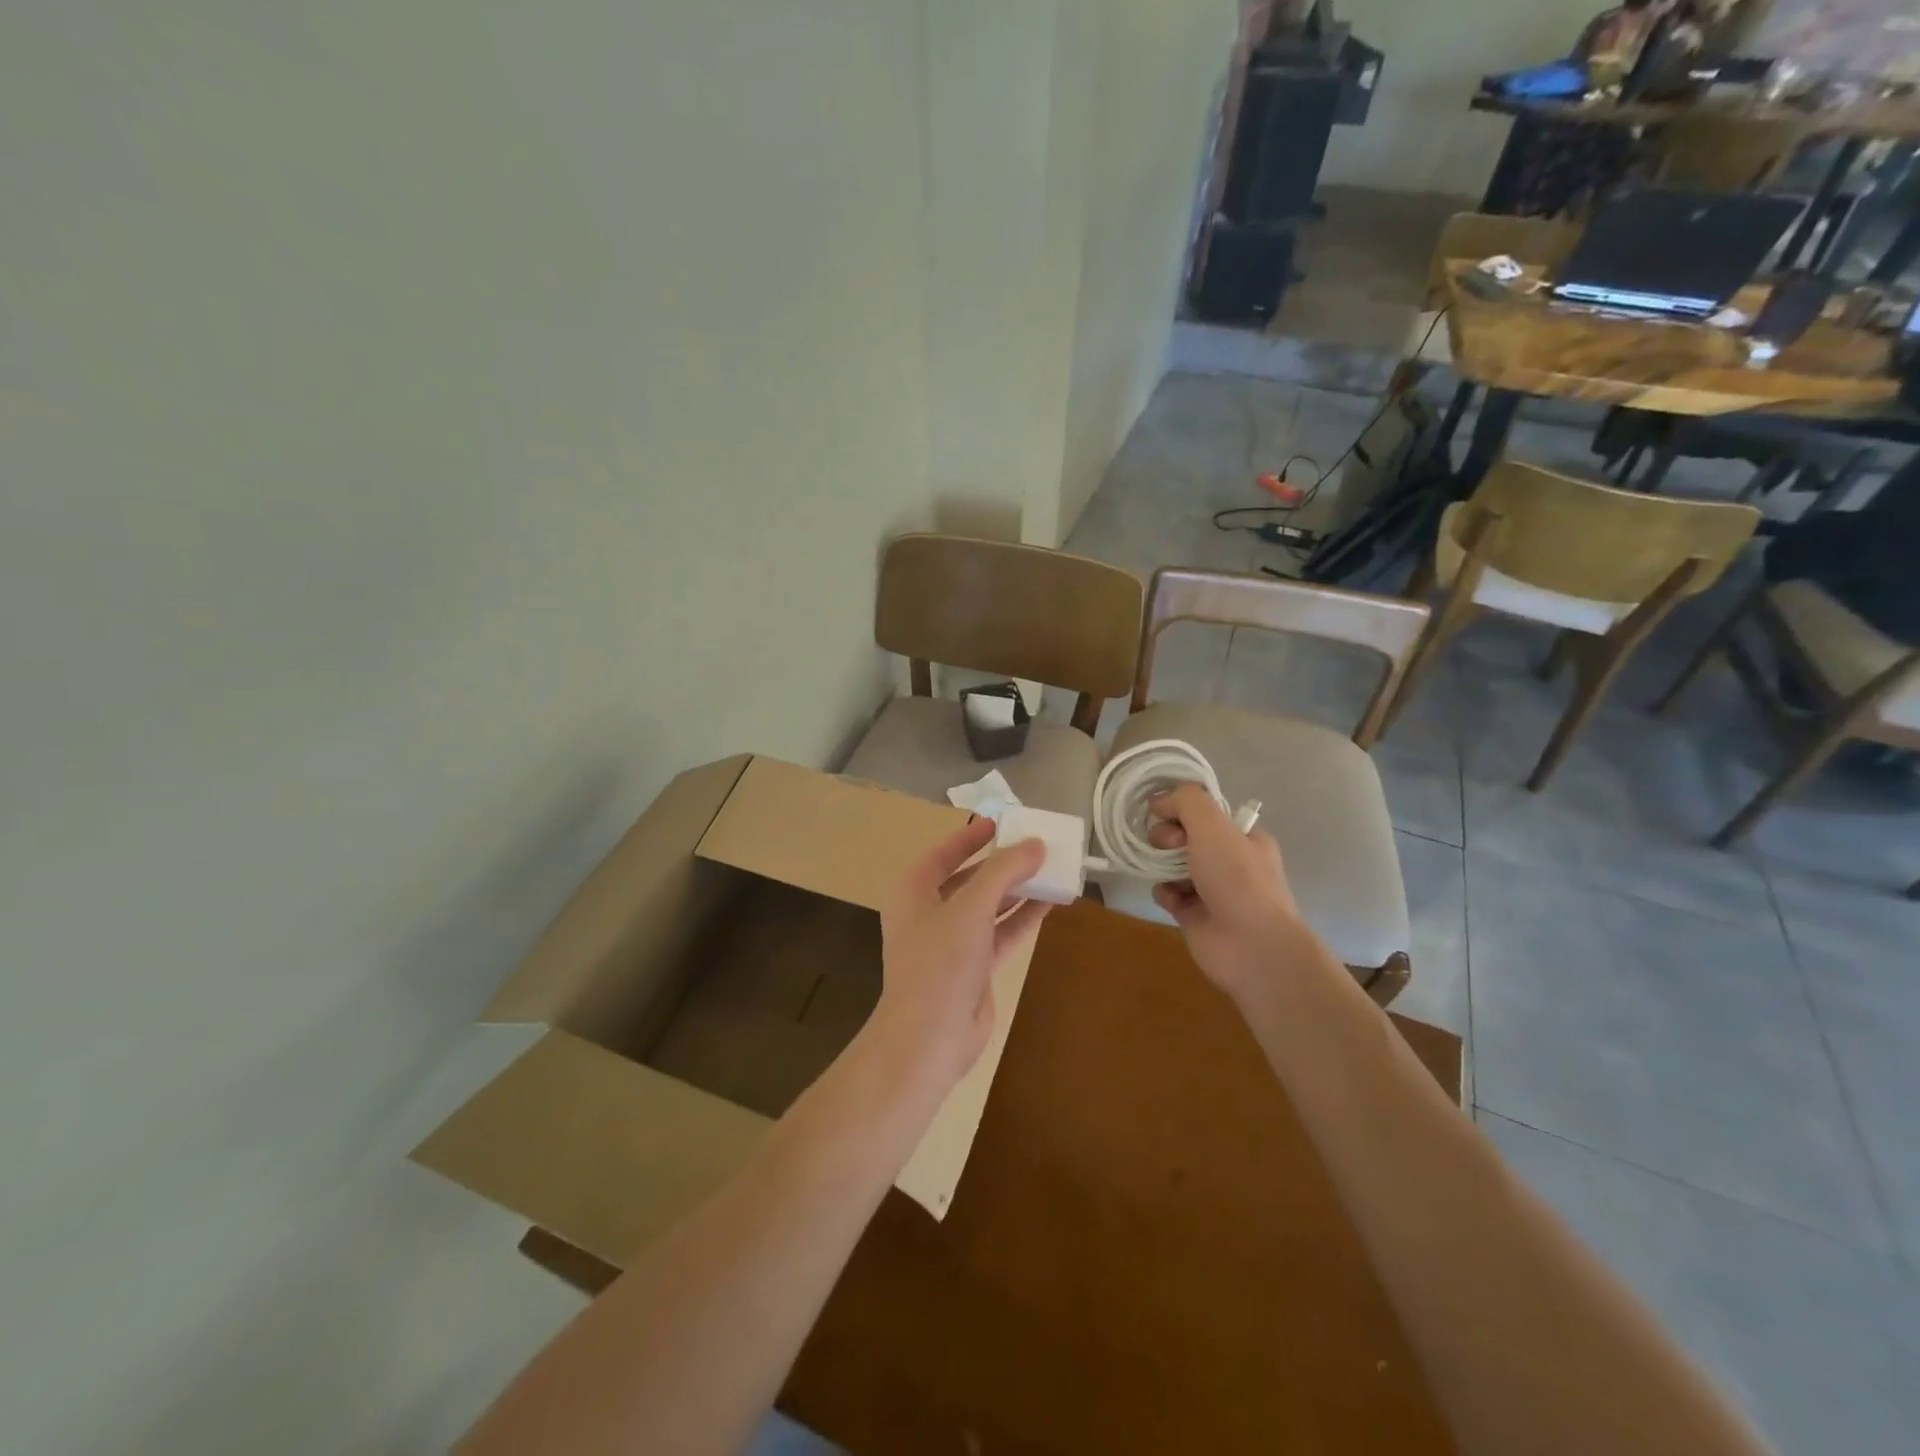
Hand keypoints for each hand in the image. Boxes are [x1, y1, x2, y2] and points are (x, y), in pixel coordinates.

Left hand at [865, 818, 1050, 1094]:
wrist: (929, 1037)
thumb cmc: (940, 962)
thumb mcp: (971, 907)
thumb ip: (1004, 871)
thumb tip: (1036, 845)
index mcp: (914, 891)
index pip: (943, 853)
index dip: (970, 836)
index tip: (1000, 822)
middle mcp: (930, 912)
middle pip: (969, 878)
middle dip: (1001, 864)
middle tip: (1034, 846)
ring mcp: (952, 942)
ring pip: (989, 906)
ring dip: (1017, 890)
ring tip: (1051, 870)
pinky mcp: (973, 967)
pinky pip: (1001, 933)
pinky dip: (1022, 918)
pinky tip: (1050, 904)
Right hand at [1146, 784, 1310, 1004]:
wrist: (1252, 946)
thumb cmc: (1237, 878)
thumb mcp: (1213, 825)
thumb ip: (1185, 801)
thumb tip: (1158, 800)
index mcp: (1244, 838)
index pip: (1206, 814)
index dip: (1182, 810)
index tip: (1167, 816)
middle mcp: (1231, 863)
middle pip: (1186, 838)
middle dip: (1168, 837)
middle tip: (1167, 845)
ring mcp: (1213, 891)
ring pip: (1174, 866)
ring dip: (1162, 865)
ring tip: (1163, 872)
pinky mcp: (1196, 917)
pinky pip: (1170, 895)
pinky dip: (1165, 893)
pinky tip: (1170, 898)